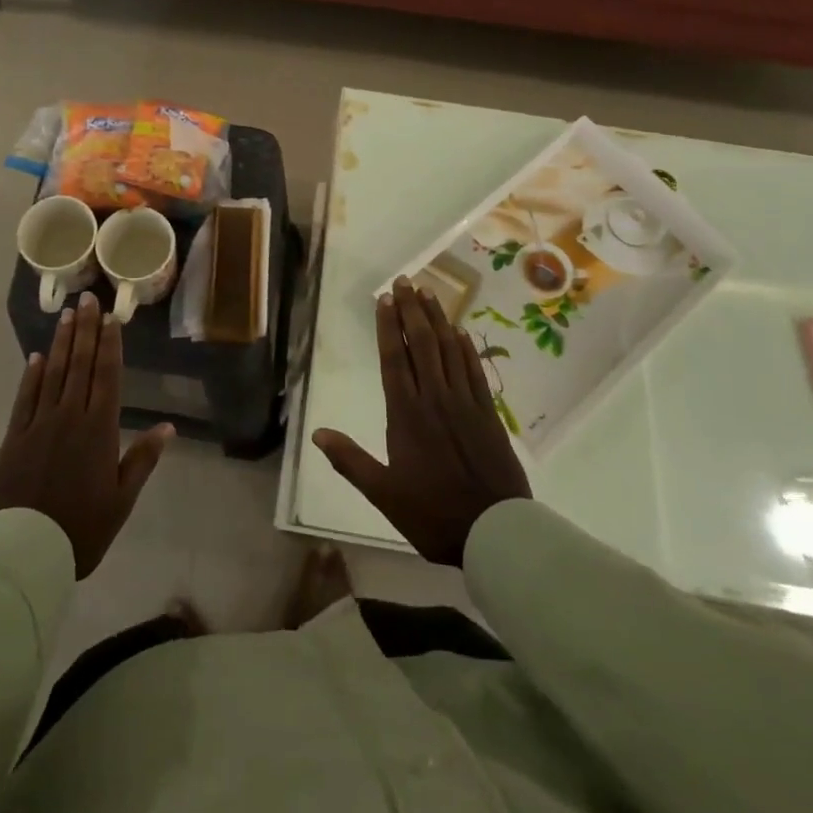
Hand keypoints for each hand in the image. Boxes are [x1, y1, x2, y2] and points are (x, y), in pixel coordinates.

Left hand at [0, 293, 172, 577]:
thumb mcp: (122, 499)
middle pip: (79, 365)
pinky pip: (25, 397)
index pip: (106, 376)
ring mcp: (39, 424)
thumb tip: (168, 427)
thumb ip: (142, 459)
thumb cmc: (82, 528)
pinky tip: (36, 357)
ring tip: (66, 316)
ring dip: (61, 343)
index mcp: (99, 429)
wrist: (24, 551)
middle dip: (85, 330)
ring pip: (53, 374)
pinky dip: (32, 375)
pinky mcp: (14, 437)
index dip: (109, 344)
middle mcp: (70, 416)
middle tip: (87, 300)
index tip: (110, 317)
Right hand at [314, 279, 530, 565]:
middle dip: (411, 310)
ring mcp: (464, 403)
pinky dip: (465, 347)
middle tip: (405, 281)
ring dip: (437, 319)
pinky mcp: (488, 413)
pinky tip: (460, 332)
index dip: (387, 326)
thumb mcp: (383, 493)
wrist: (495, 531)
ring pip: (448, 350)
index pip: (394, 359)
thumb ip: (350, 461)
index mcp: (406, 414)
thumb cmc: (433, 514)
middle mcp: (434, 399)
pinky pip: (474, 370)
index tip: (385, 299)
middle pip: (421, 344)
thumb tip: (317, 434)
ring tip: (429, 293)